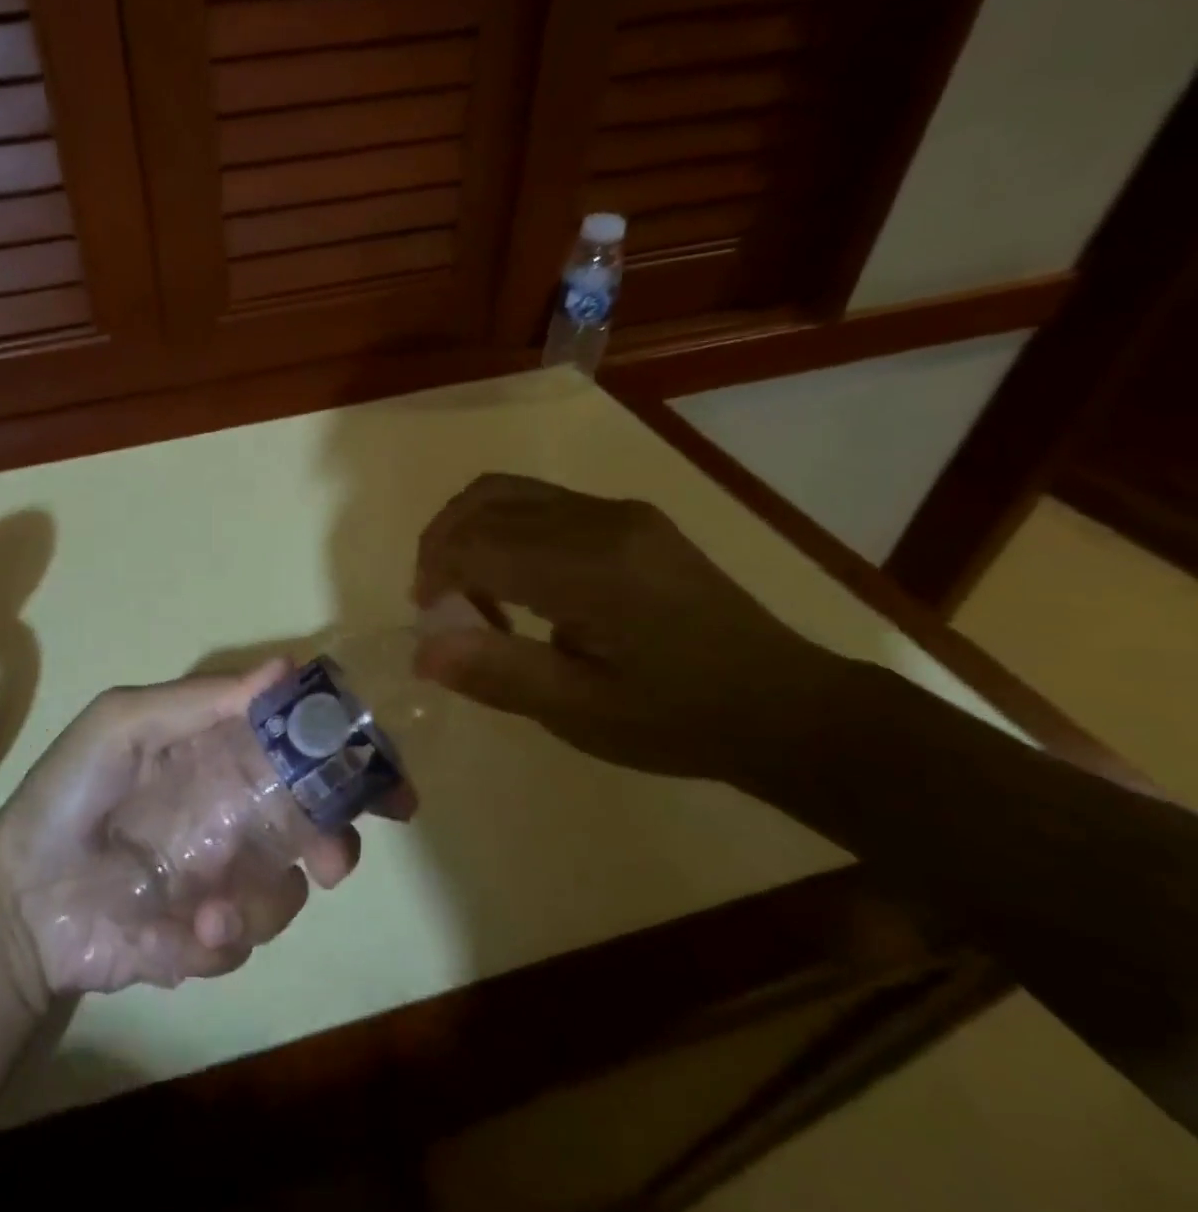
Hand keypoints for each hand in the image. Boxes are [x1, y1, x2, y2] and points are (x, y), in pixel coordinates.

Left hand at [0, 664, 364, 999]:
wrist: (19, 895)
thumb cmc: (71, 792)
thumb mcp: (123, 724)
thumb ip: (199, 701)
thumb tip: (285, 667)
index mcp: (222, 761)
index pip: (300, 752)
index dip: (348, 762)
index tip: (387, 782)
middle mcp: (234, 817)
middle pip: (316, 826)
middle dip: (338, 843)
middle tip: (332, 859)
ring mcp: (223, 880)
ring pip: (287, 891)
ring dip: (263, 902)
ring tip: (213, 910)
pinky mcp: (204, 939)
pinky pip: (241, 944)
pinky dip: (221, 942)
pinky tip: (184, 934)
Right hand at [412, 474, 850, 780]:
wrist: (788, 707)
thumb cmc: (681, 719)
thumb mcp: (583, 713)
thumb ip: (499, 673)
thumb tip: (422, 650)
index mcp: (591, 567)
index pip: (479, 540)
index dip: (435, 569)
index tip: (425, 615)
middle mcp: (601, 519)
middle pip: (487, 500)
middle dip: (443, 543)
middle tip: (435, 600)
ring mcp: (619, 512)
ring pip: (511, 492)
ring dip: (471, 531)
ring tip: (467, 590)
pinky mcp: (630, 519)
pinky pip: (541, 504)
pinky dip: (504, 531)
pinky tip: (516, 583)